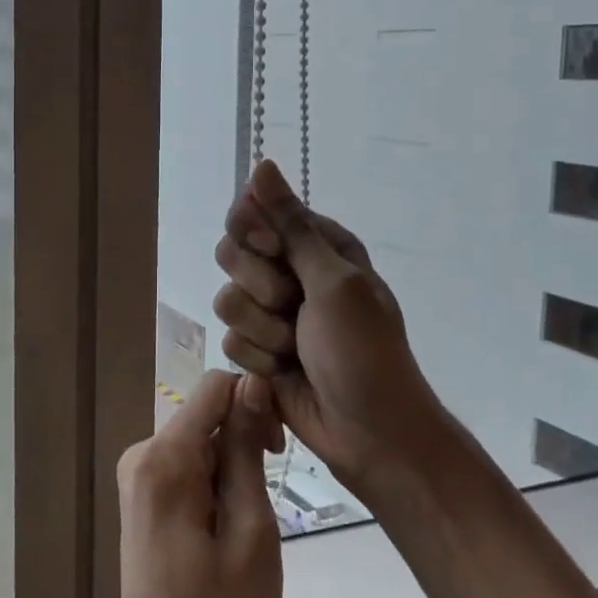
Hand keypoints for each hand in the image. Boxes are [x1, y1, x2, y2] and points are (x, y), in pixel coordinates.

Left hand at [107, 369, 282, 597]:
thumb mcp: (251, 531)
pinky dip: (213, 480)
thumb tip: (251, 382)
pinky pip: (186, 463)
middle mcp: (141, 453)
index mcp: (165, 458)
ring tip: (248, 522)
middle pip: (206, 413)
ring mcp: (137, 475)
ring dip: (232, 464)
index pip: (215, 387)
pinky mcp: (141, 495)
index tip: (277, 452)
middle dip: (244, 438)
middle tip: (267, 498)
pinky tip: (225, 524)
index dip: (255, 403)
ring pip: (199, 439)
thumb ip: (246, 450)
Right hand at [213, 160, 447, 502]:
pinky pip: (229, 339)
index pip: (255, 211)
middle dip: (258, 286)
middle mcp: (291, 271)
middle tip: (292, 305)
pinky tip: (284, 373)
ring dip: (262, 329)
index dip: (253, 232)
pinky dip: (258, 358)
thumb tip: (262, 164)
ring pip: (227, 299)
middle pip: (232, 253)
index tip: (271, 251)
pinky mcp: (258, 349)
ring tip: (294, 348)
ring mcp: (272, 312)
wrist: (371, 433)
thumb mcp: (332, 281)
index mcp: (317, 245)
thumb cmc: (363, 350)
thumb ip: (290, 224)